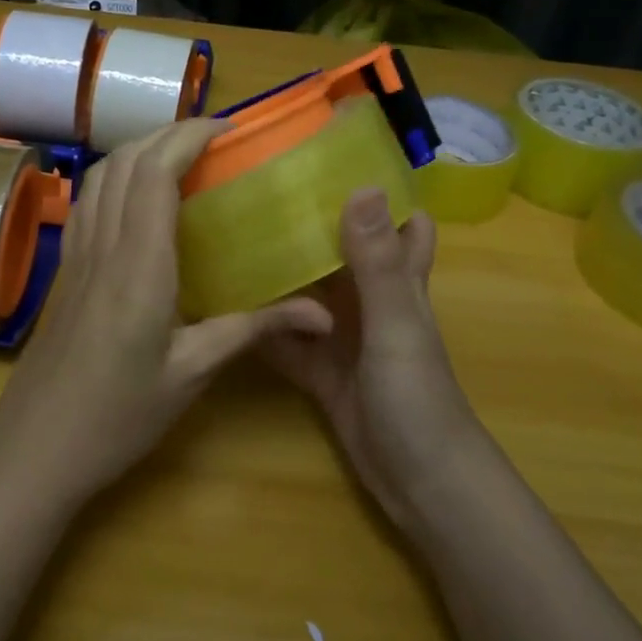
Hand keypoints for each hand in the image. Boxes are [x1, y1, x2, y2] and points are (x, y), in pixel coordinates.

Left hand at [0, 119, 328, 505]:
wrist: (35, 449)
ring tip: (181, 157)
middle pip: (126, 161)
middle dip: (169, 133)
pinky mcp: (66, 270)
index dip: (189, 136)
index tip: (229, 129)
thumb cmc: (118, 416)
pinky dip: (116, 177)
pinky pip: (88, 201)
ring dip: (139, 150)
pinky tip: (138, 198)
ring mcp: (77, 255)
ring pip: (101, 175)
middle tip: (215, 139)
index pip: (156, 172)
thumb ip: (253, 330)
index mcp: (139, 264)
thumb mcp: (192, 374)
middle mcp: (103, 245)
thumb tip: (321, 313)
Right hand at [257, 190, 485, 532]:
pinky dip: (262, 324)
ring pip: (308, 291)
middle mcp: (370, 300)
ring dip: (280, 269)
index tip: (335, 156)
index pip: (401, 220)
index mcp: (398, 279)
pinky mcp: (318, 369)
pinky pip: (285, 338)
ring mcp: (342, 336)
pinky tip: (222, 304)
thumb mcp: (395, 325)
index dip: (380, 189)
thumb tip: (363, 185)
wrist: (418, 484)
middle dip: (311, 220)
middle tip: (258, 188)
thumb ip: (377, 263)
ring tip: (229, 235)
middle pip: (342, 249)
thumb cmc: (417, 398)